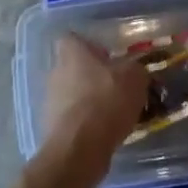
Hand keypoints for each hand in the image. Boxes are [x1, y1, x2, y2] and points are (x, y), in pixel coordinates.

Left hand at [43, 37, 148, 157]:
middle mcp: (56, 71)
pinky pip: (75, 119)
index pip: (75, 39)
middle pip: (76, 68)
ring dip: (92, 101)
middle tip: (119, 88)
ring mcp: (51, 100)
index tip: (110, 58)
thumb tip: (136, 71)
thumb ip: (136, 69)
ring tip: (117, 114)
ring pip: (75, 94)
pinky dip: (88, 124)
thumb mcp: (135, 78)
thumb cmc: (106, 100)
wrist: (80, 148)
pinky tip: (107, 133)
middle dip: (95, 77)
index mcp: (71, 52)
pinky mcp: (53, 127)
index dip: (92, 47)